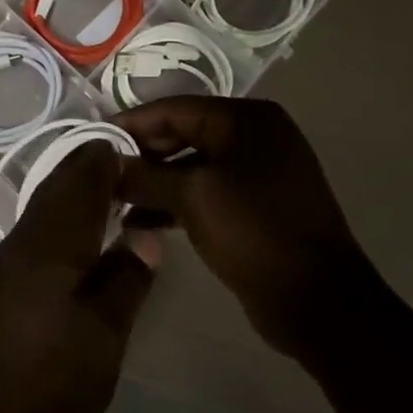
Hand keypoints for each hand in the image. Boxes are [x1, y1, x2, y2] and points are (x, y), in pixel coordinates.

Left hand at [0, 144, 161, 412]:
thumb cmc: (36, 381)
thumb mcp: (99, 341)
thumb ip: (124, 282)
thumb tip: (145, 233)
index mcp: (54, 240)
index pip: (83, 178)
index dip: (109, 158)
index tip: (141, 150)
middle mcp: (26, 238)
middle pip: (59, 186)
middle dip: (91, 170)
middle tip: (129, 166)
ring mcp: (3, 262)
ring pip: (45, 208)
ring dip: (74, 194)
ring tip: (109, 197)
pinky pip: (35, 233)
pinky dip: (59, 221)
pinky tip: (73, 242)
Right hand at [114, 98, 375, 363]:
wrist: (319, 303)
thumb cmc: (255, 232)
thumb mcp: (193, 197)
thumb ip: (145, 175)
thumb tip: (105, 164)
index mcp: (247, 119)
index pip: (175, 108)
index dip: (131, 124)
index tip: (92, 140)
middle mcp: (255, 137)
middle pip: (183, 135)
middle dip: (142, 156)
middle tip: (101, 175)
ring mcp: (258, 173)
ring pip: (192, 167)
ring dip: (155, 183)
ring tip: (114, 203)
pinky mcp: (256, 207)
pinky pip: (206, 193)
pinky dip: (176, 203)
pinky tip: (142, 223)